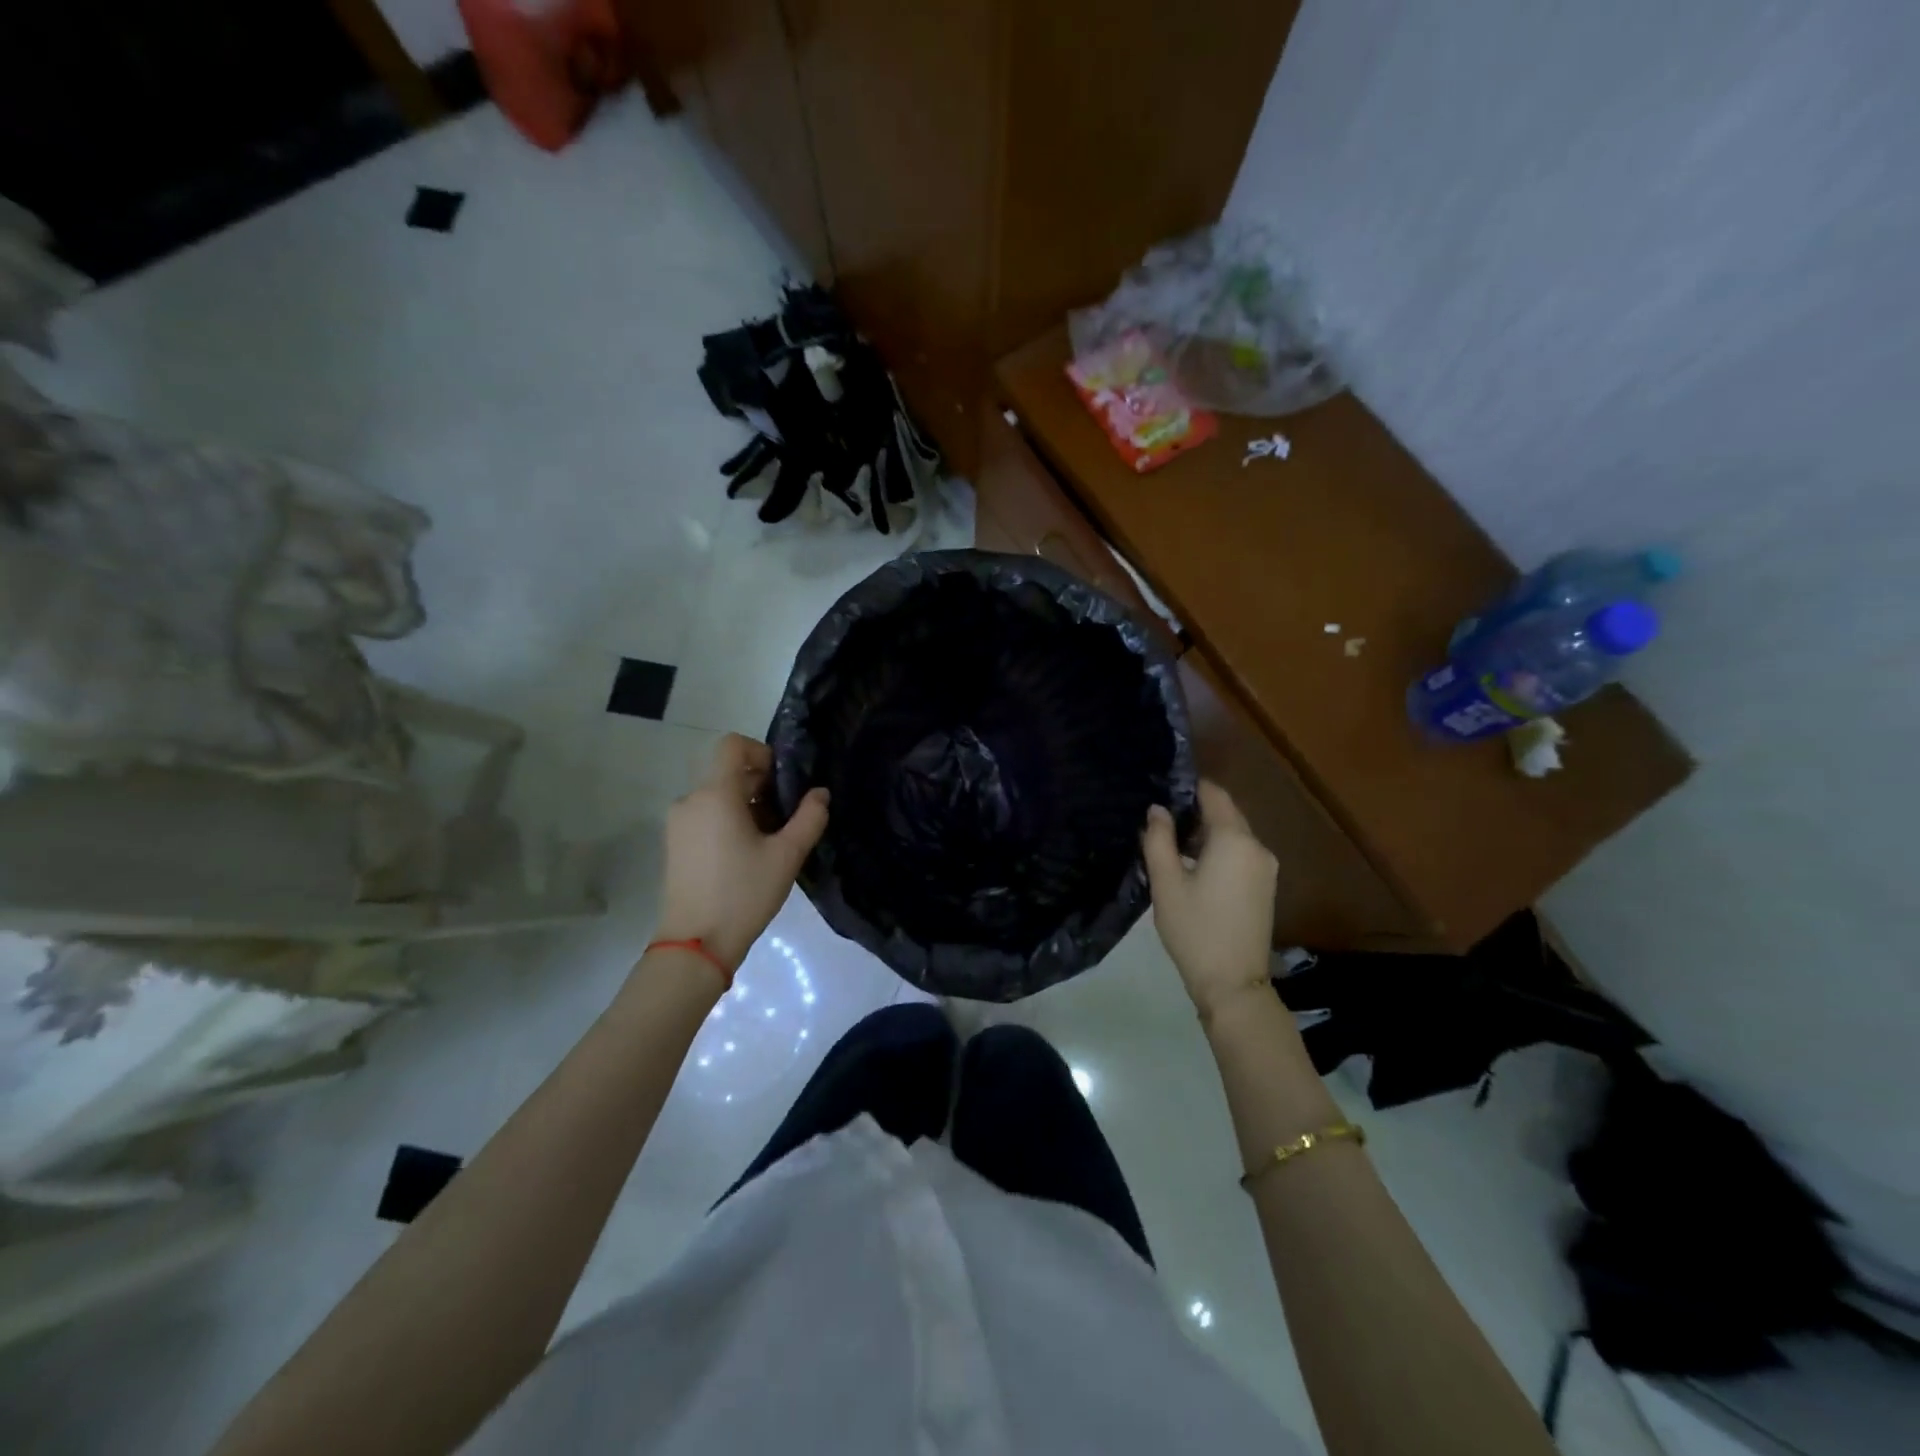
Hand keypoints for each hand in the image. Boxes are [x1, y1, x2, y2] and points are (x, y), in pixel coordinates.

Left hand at [654, 735, 829, 972]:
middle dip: (761, 786)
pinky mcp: (674, 845)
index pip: (733, 745)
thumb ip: (810, 818)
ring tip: (770, 841)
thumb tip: (820, 793)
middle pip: (728, 773)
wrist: (695, 945)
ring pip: (717, 796)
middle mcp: (690, 800)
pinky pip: (705, 816)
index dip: (761, 752)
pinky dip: (728, 822)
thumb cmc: (743, 893)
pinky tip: (747, 855)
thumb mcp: (787, 856)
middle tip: (787, 817)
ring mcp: (678, 824)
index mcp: (715, 794)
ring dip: (746, 806)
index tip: (783, 781)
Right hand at [1142, 781, 1277, 1020]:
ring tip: (1172, 843)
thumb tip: (1157, 810)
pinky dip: (1220, 850)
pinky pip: (1242, 854)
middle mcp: (1257, 847)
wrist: (1233, 983)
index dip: (1189, 787)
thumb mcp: (1166, 883)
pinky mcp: (1266, 887)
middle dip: (1196, 811)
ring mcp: (1266, 868)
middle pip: (1227, 814)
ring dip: (1207, 833)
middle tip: (1161, 818)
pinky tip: (1195, 866)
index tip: (1162, 789)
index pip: (1214, 794)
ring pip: (1234, 835)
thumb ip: (1159, 840)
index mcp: (1234, 840)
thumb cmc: (1195, 929)